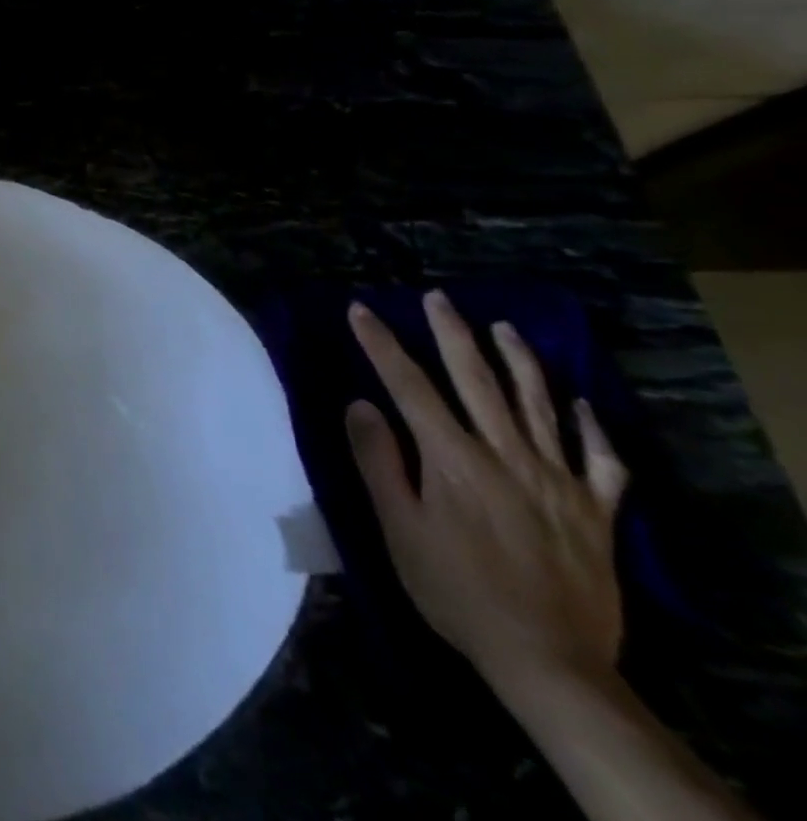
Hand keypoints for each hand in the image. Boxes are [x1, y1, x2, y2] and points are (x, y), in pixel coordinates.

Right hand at [346, 291, 630, 694]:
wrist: (549, 662)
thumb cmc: (456, 591)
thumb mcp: (399, 529)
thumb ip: (379, 462)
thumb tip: (360, 404)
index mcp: (453, 460)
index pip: (409, 386)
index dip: (382, 344)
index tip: (361, 310)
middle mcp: (507, 457)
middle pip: (477, 382)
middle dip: (452, 335)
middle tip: (437, 298)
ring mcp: (559, 482)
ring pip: (539, 407)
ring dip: (520, 362)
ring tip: (503, 329)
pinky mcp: (596, 513)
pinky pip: (600, 461)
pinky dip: (592, 429)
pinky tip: (581, 405)